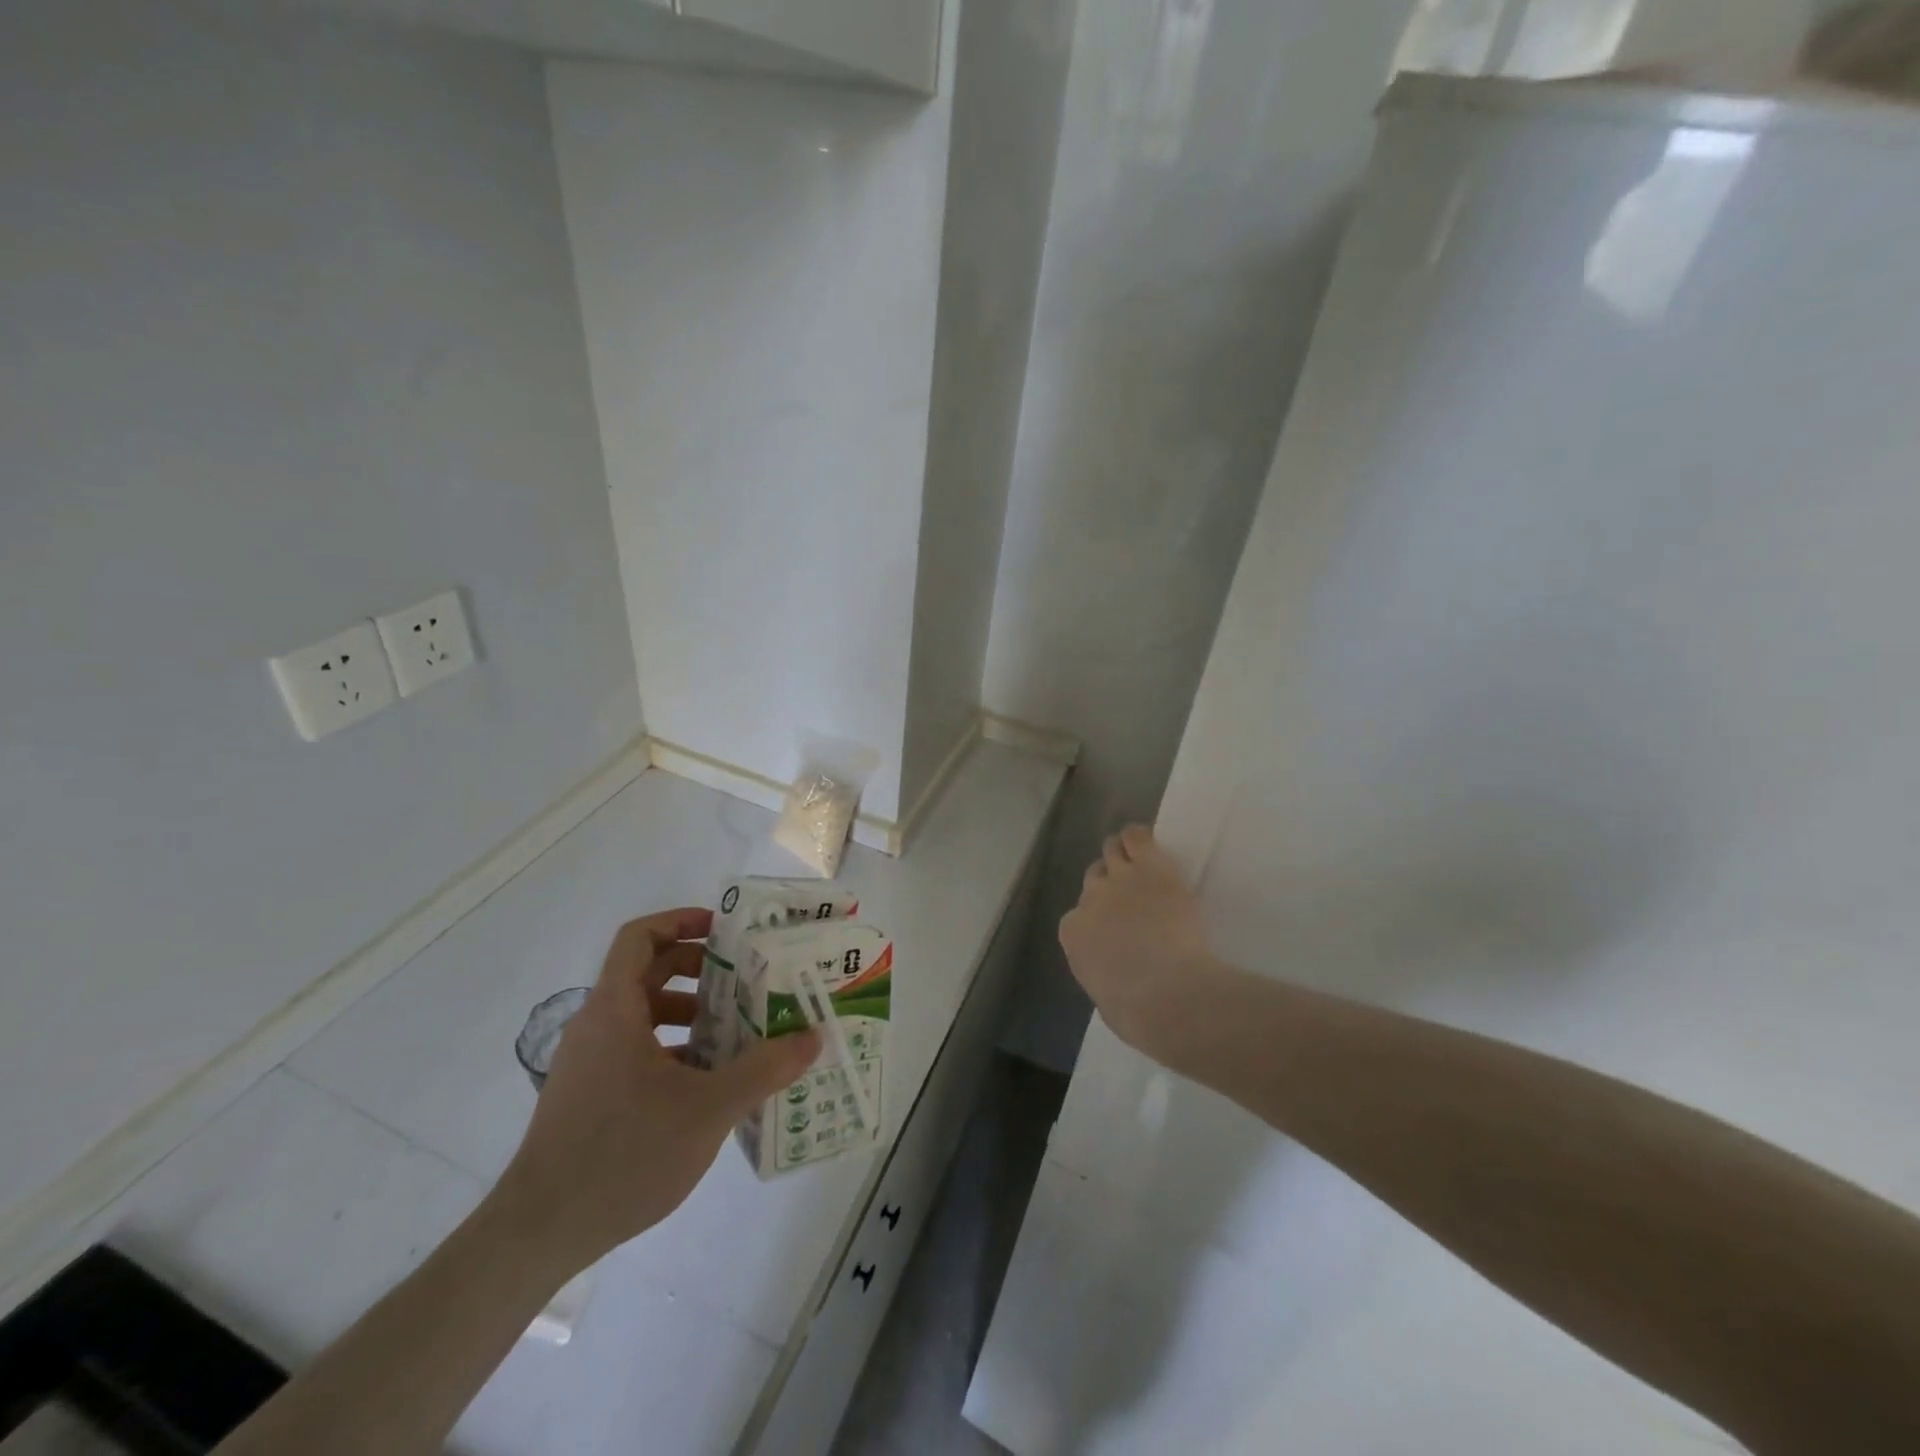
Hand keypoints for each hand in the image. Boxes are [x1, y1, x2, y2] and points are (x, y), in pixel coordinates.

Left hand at [492, 908, 820, 1274]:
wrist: (538, 1233)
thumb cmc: (624, 1154)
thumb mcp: (708, 1109)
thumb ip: (764, 1069)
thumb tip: (813, 1038)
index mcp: (614, 1009)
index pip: (640, 937)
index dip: (681, 921)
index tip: (724, 932)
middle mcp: (595, 1025)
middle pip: (646, 971)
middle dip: (697, 970)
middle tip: (743, 981)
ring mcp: (586, 1062)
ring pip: (641, 1014)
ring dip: (688, 1013)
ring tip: (732, 1033)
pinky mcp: (586, 1095)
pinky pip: (633, 1049)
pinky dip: (671, 1048)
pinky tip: (705, 1083)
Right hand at [1059, 826, 1216, 1055]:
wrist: (1167, 993)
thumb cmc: (1137, 1012)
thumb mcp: (1107, 999)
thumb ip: (1103, 975)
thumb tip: (1114, 975)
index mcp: (1074, 933)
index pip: (1079, 914)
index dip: (1098, 918)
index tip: (1116, 928)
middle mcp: (1090, 898)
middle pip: (1094, 877)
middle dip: (1108, 884)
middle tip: (1133, 896)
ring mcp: (1120, 879)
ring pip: (1113, 849)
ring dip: (1123, 855)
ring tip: (1142, 863)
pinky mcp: (1151, 867)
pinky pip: (1138, 837)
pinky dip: (1140, 838)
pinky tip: (1150, 845)